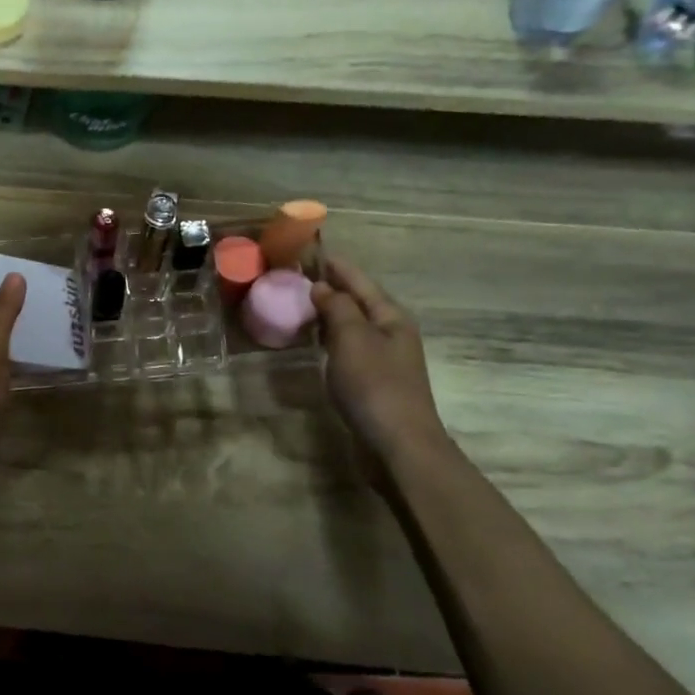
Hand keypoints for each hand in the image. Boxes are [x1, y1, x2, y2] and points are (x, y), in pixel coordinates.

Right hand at [311, 258, 445, 456]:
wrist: (398, 444)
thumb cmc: (375, 385)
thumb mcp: (352, 338)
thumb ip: (337, 307)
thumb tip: (323, 287)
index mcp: (391, 316)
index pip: (360, 280)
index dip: (336, 265)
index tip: (311, 250)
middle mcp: (391, 333)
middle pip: (359, 301)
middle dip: (331, 287)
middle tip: (296, 276)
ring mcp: (384, 358)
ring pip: (353, 325)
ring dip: (330, 312)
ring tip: (299, 303)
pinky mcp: (373, 381)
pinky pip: (348, 348)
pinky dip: (330, 338)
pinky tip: (314, 341)